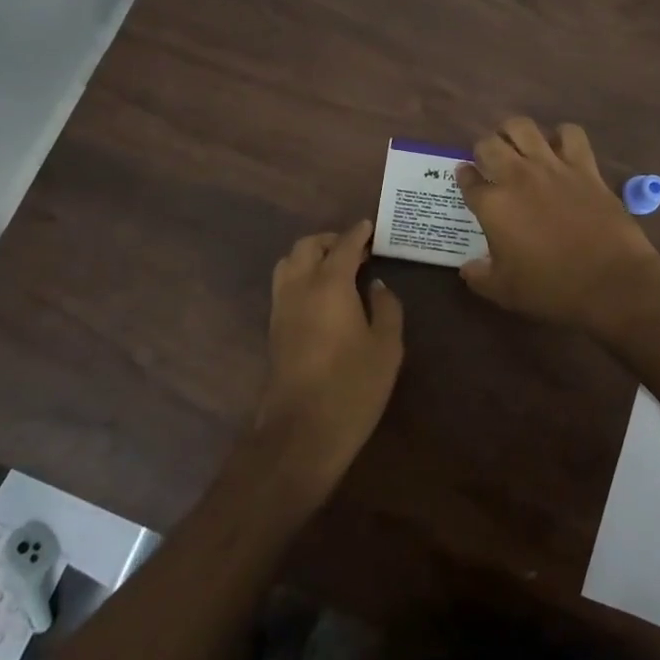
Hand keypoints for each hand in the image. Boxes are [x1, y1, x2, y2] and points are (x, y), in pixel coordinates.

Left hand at [253, 221, 404, 500]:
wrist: (301, 431)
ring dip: (311, 255)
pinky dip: (301, 274)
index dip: (359, 233)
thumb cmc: (352, 386)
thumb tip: (378, 285)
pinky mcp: (273, 328)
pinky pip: (284, 284)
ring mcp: (281, 307)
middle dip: (332, 240)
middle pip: (308, 246)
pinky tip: (321, 294)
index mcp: (330, 283)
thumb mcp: (386, 347)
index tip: (371, 228)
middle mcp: (299, 286)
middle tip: (357, 249)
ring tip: (336, 268)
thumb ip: (386, 308)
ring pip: (290, 262)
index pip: (344, 245)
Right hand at [455, 118, 659, 332]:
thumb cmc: (552, 288)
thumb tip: (468, 268)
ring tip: (516, 144)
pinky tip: (559, 147)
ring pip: (523, 127)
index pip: (467, 180)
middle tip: (489, 162)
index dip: (464, 177)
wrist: (610, 281)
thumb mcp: (504, 292)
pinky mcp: (584, 166)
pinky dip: (562, 135)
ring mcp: (552, 167)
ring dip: (513, 132)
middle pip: (489, 144)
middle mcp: (517, 176)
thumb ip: (479, 276)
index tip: (466, 178)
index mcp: (493, 205)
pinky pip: (571, 134)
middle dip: (483, 149)